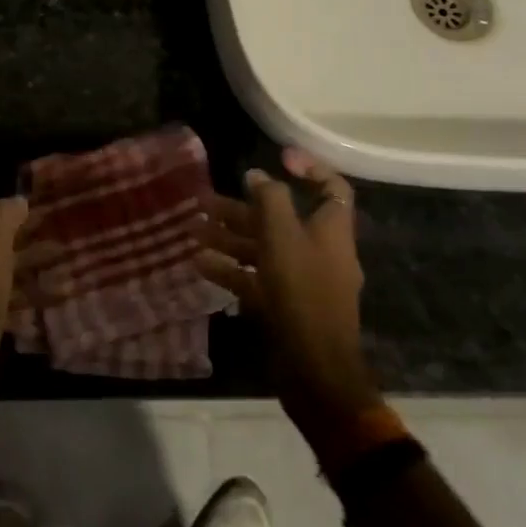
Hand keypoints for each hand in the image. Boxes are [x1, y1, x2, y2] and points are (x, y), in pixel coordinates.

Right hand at [195, 148, 380, 429]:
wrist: (313, 369)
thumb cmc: (301, 292)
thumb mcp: (282, 236)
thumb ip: (269, 200)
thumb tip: (257, 176)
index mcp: (331, 230)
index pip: (331, 188)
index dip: (309, 168)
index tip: (278, 157)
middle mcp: (319, 251)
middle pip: (282, 219)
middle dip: (244, 208)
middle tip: (205, 200)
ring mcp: (302, 281)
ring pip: (263, 249)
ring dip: (229, 238)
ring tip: (193, 230)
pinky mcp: (284, 306)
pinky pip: (255, 278)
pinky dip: (230, 269)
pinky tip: (200, 264)